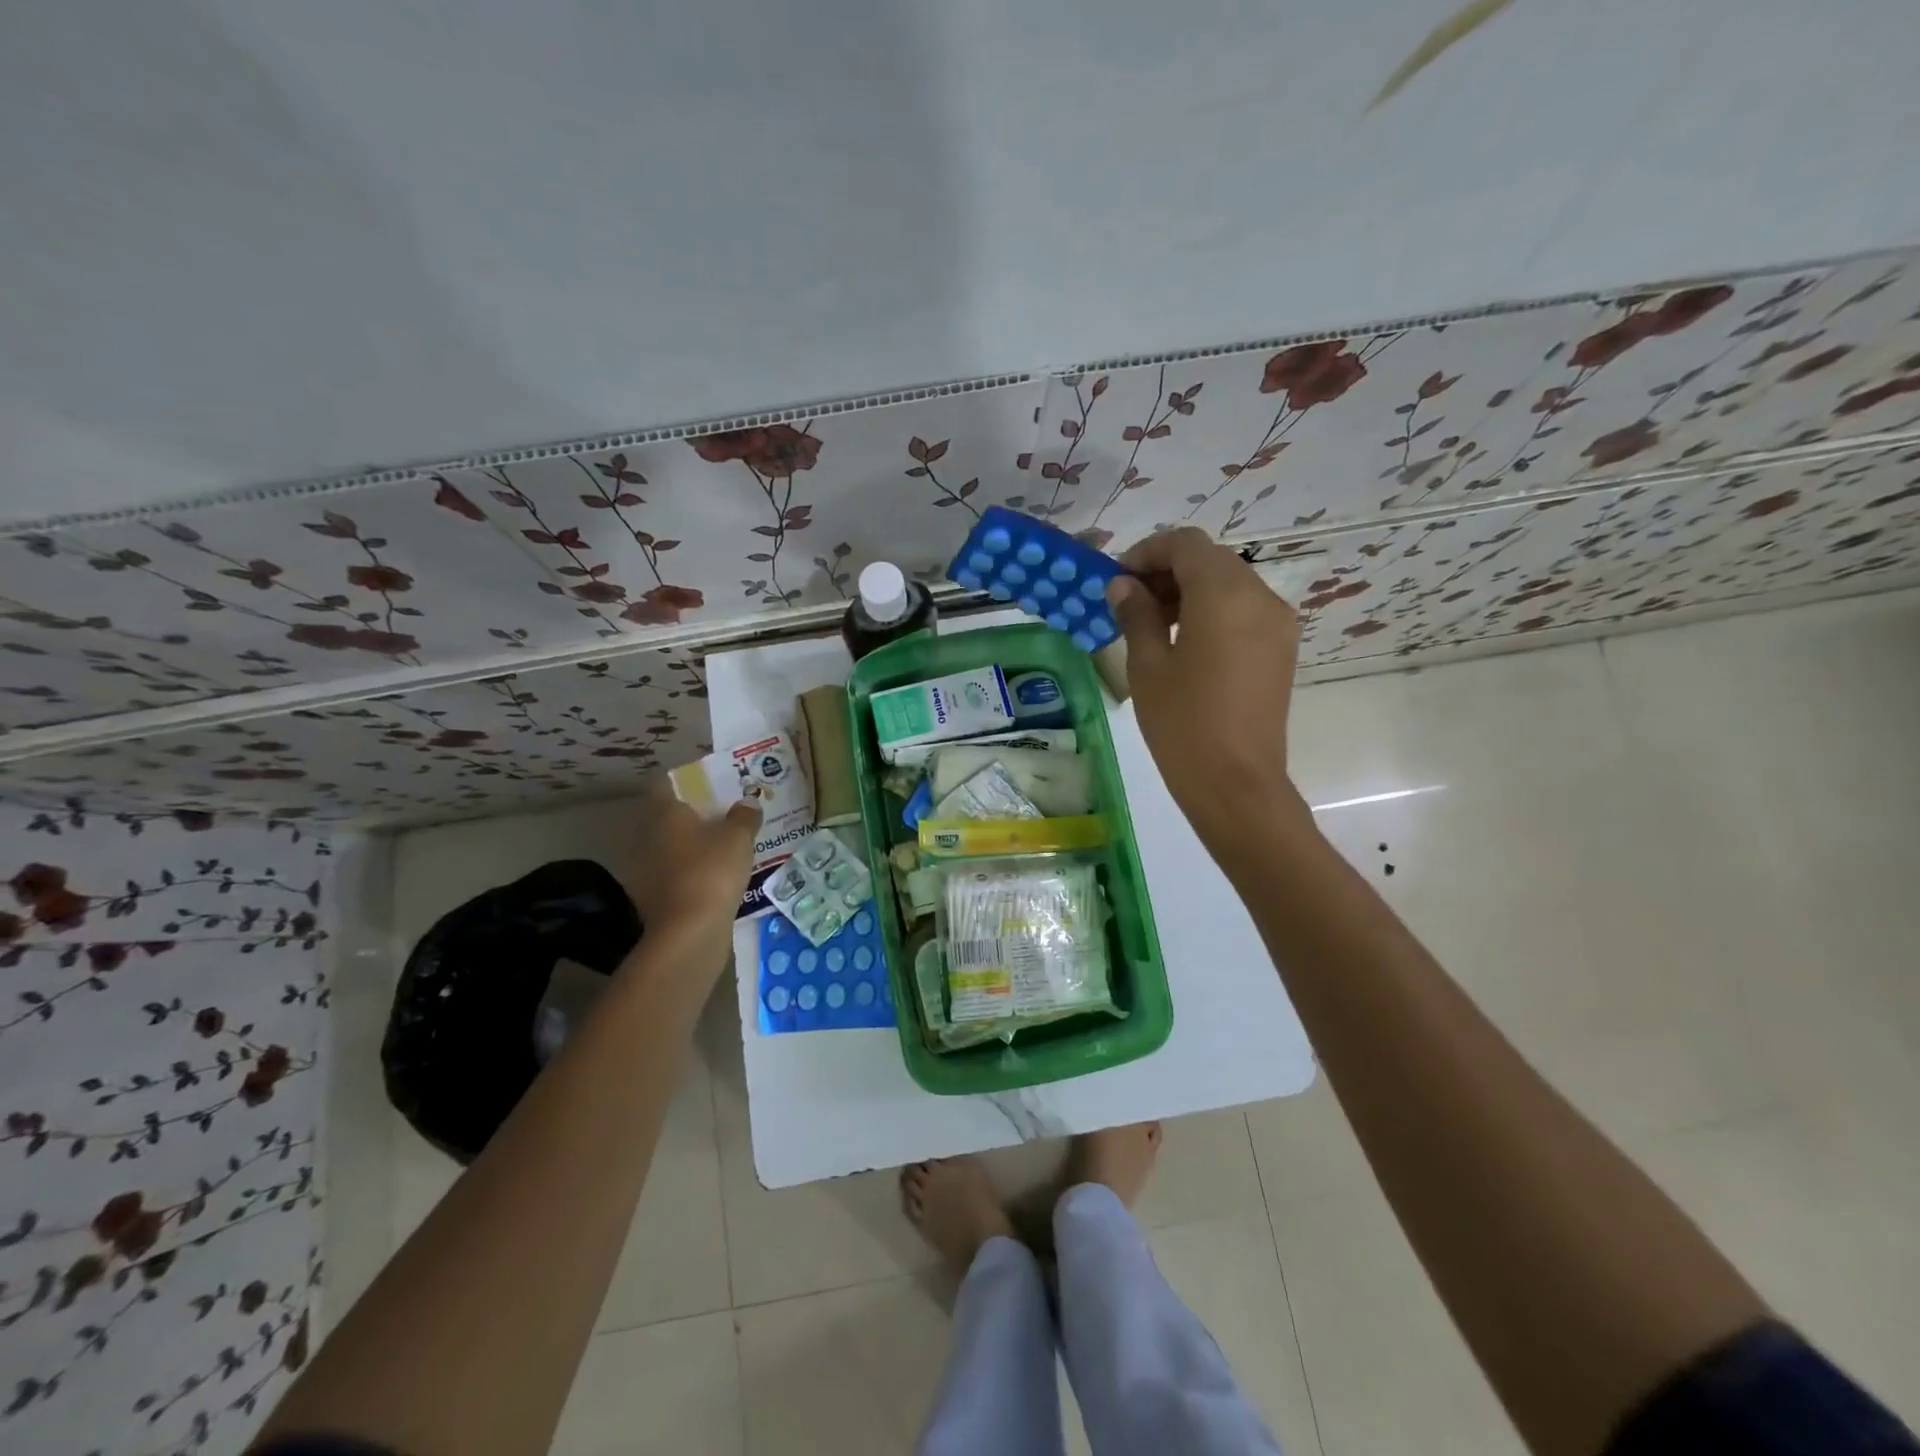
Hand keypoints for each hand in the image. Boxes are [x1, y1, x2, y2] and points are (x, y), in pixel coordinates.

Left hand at [625, 783, 761, 940]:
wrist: (688, 933)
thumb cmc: (712, 871)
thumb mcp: (739, 838)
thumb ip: (744, 816)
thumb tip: (747, 803)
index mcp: (664, 813)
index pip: (667, 785)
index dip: (688, 782)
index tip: (711, 785)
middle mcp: (646, 837)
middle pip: (667, 817)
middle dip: (692, 816)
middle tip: (723, 816)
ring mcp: (643, 870)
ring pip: (669, 847)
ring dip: (690, 847)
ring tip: (721, 848)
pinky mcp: (650, 898)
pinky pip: (672, 874)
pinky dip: (688, 872)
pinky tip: (712, 879)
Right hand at [1106, 528, 1306, 860]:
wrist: (1236, 783)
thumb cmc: (1183, 723)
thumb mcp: (1147, 665)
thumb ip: (1136, 614)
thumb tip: (1123, 585)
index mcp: (1225, 594)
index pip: (1186, 544)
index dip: (1148, 552)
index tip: (1118, 579)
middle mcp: (1260, 596)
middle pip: (1211, 560)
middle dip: (1168, 571)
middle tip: (1130, 602)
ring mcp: (1277, 622)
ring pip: (1229, 583)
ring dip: (1190, 590)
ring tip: (1153, 625)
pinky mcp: (1281, 647)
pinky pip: (1244, 609)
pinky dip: (1212, 611)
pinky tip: (1185, 643)